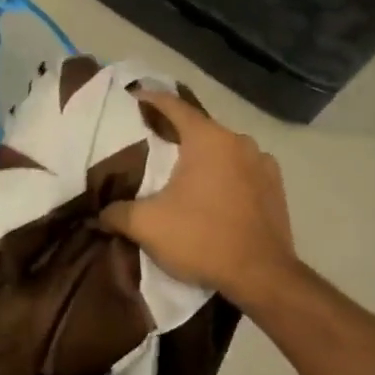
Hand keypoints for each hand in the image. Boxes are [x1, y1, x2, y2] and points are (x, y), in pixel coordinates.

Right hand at [101, 90, 297, 308]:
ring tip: (180, 172)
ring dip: (201, 156)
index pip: (173, 106)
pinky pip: (242, 170)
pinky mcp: (275, 187)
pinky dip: (223, 174)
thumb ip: (117, 213)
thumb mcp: (147, 226)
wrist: (261, 275)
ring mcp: (263, 163)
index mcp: (208, 139)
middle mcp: (239, 141)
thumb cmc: (202, 239)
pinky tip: (212, 193)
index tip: (131, 99)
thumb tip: (100, 213)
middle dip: (174, 133)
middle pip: (199, 127)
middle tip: (149, 143)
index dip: (149, 100)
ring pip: (222, 150)